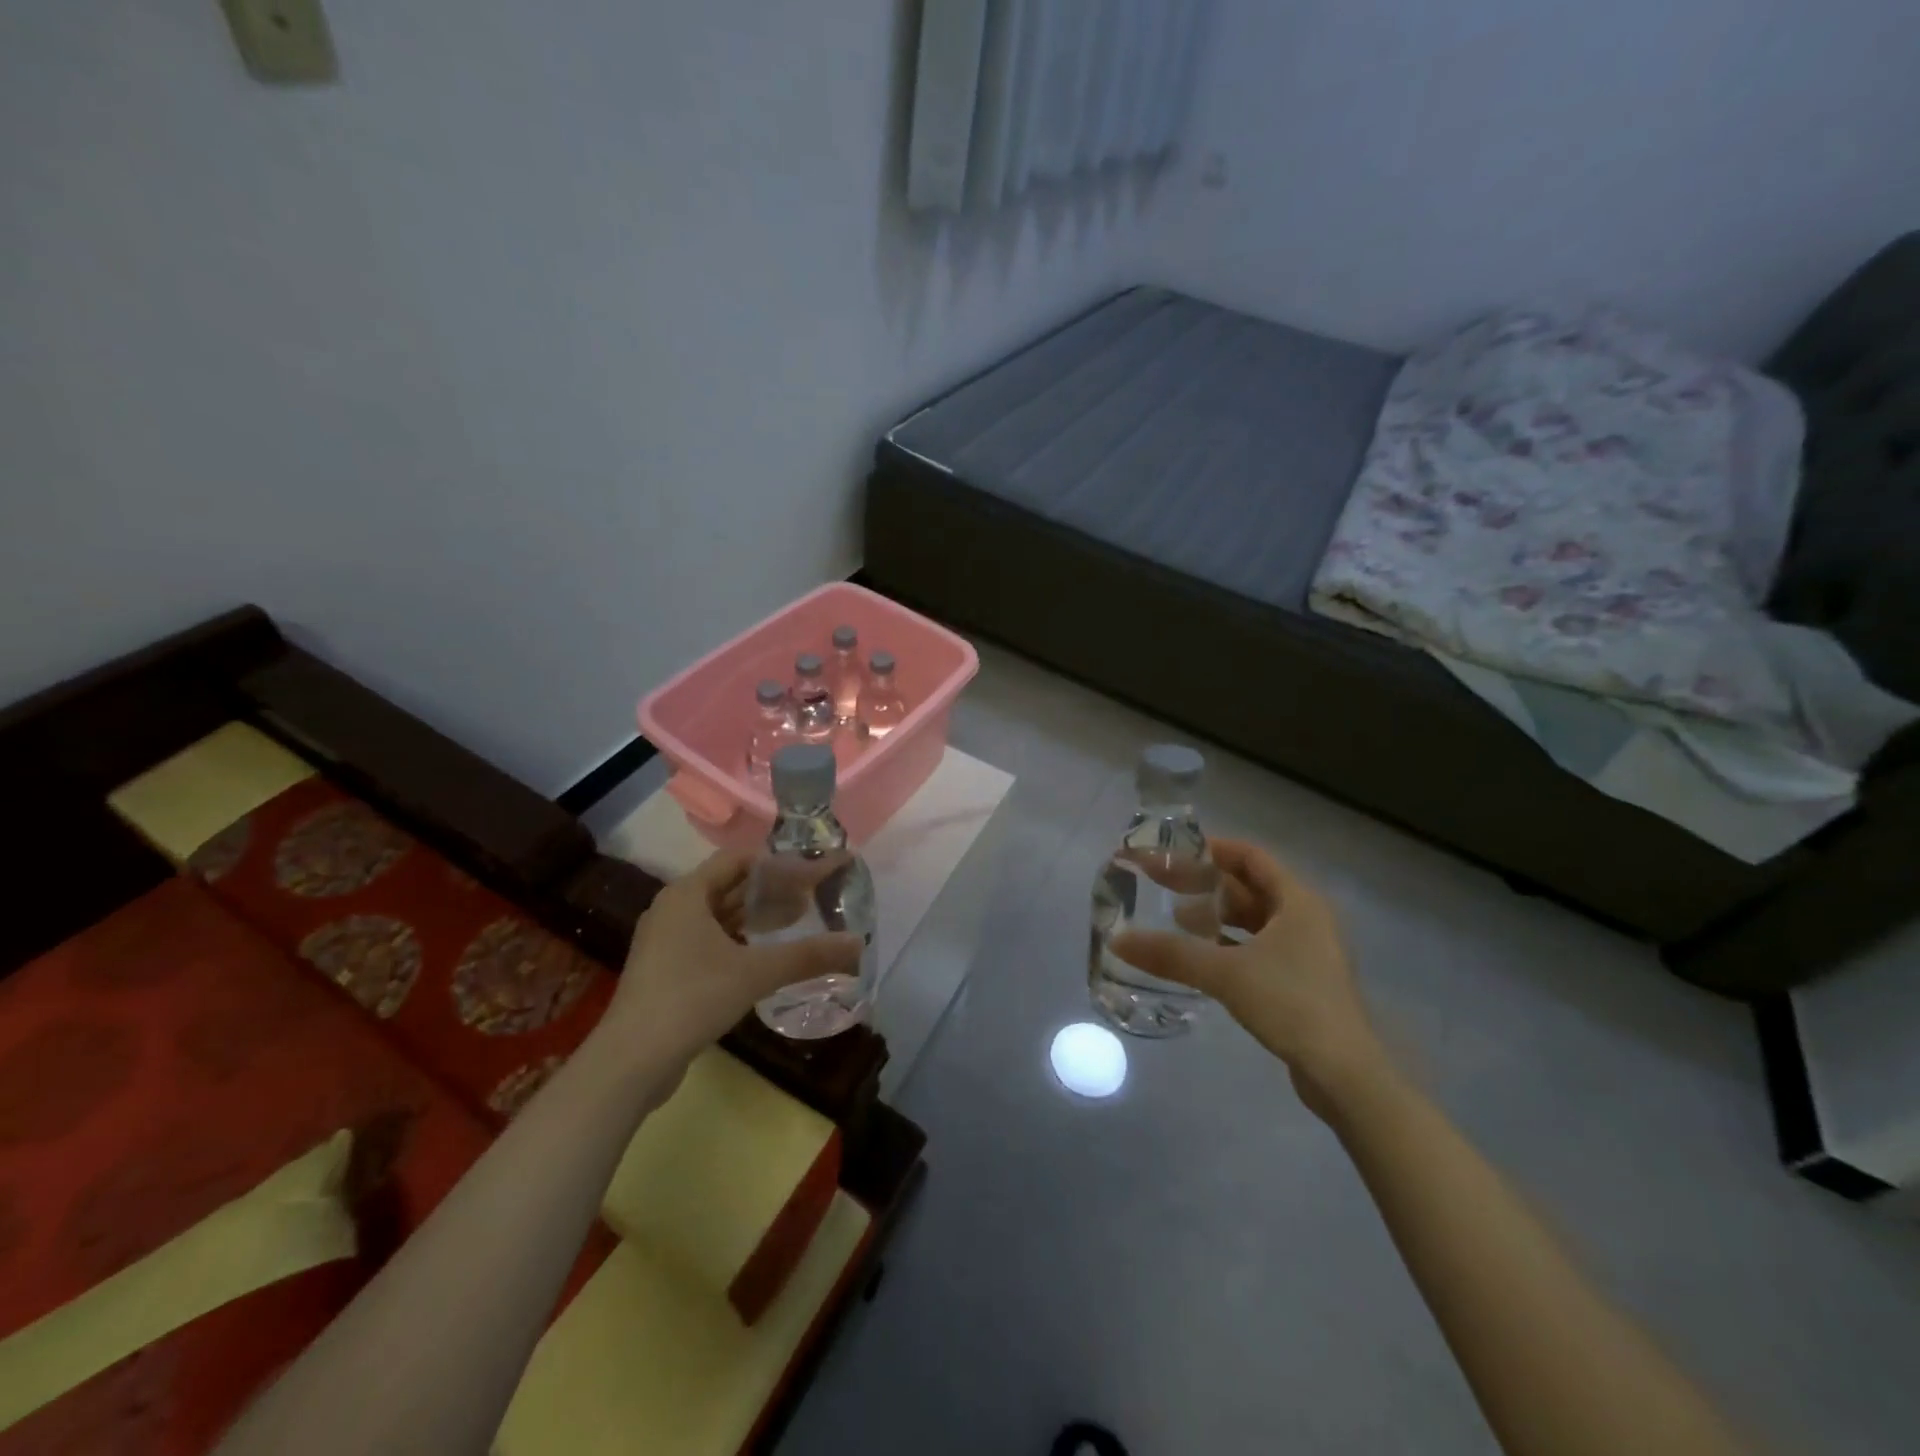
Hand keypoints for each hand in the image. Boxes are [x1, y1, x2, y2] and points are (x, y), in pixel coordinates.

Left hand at [599, 851, 861, 1076]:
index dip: (780, 863)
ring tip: (798, 921)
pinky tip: (766, 955)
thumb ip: (808, 955)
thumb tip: (858, 944)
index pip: (740, 860)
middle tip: (814, 895)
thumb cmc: (692, 998)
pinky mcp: (666, 970)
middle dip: (772, 890)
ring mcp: (666, 941)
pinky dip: (740, 940)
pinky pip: (710, 940)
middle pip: (730, 886)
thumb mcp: (756, 972)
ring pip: (720, 916)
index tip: (814, 871)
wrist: (631, 1062)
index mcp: (688, 893)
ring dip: (757, 916)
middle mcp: (674, 908)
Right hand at [1110, 838, 1389, 1117]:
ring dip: (1217, 916)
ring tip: (1175, 919)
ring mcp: (1306, 951)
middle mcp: (1305, 918)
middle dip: (1207, 884)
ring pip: (1254, 920)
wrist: (1344, 1073)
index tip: (1174, 852)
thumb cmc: (1291, 1003)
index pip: (1251, 856)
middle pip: (1250, 887)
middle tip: (1164, 884)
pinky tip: (1200, 956)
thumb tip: (1118, 941)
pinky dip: (1229, 944)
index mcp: (1297, 900)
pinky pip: (1258, 948)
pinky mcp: (1301, 981)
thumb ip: (1171, 954)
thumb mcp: (1225, 973)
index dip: (1212, 849)